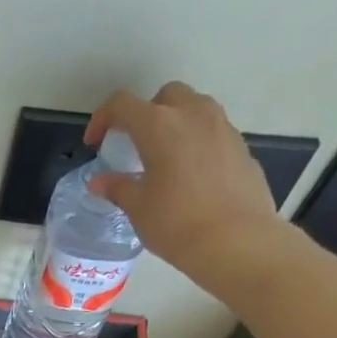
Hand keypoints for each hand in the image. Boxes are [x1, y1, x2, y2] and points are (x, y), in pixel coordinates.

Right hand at [86, 83, 289, 291]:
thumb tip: (100, 182)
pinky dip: (196, 143)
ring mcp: (223, 128)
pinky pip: (213, 132)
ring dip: (175, 123)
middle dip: (146, 113)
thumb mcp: (138, 208)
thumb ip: (117, 188)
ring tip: (164, 157)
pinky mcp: (242, 147)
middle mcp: (193, 115)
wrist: (236, 241)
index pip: (122, 105)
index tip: (95, 143)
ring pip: (195, 108)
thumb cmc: (176, 223)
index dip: (102, 118)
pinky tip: (190, 176)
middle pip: (166, 96)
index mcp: (160, 126)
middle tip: (135, 144)